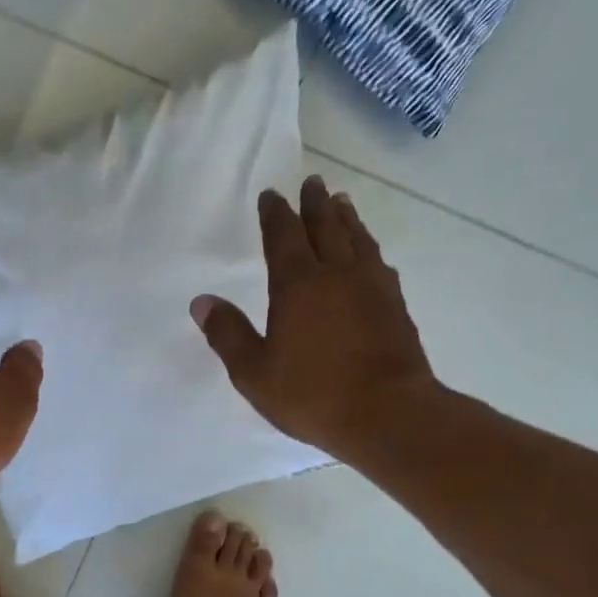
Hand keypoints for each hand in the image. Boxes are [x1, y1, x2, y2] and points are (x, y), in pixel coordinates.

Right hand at [191, 176, 441, 455]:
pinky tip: (371, 254)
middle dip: (315, 203)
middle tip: (312, 181)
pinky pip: (379, 263)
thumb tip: (202, 301)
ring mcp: (372, 288)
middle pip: (325, 227)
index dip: (275, 214)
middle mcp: (337, 275)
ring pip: (358, 240)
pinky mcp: (396, 306)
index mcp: (298, 286)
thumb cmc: (313, 395)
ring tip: (342, 202)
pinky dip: (369, 249)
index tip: (271, 195)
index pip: (283, 237)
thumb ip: (228, 334)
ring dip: (346, 218)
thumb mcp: (254, 372)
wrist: (389, 414)